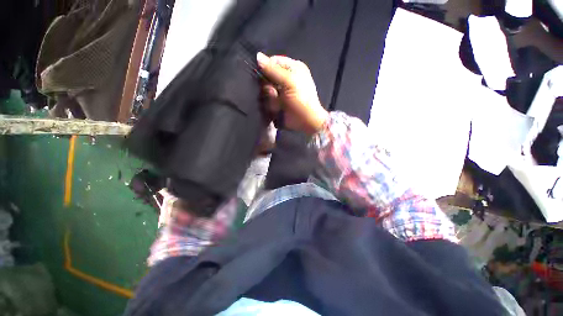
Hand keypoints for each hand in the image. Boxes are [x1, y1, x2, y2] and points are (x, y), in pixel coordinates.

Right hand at [257, 52, 327, 134]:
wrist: (305, 121)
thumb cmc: (301, 99)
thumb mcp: (289, 81)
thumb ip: (273, 70)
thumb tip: (257, 56)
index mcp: (293, 68)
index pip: (273, 61)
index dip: (266, 67)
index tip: (262, 76)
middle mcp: (286, 78)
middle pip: (267, 77)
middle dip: (269, 87)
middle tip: (275, 93)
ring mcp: (281, 92)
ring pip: (267, 91)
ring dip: (272, 98)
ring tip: (279, 104)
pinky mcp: (278, 103)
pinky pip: (268, 101)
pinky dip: (272, 105)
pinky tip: (278, 109)